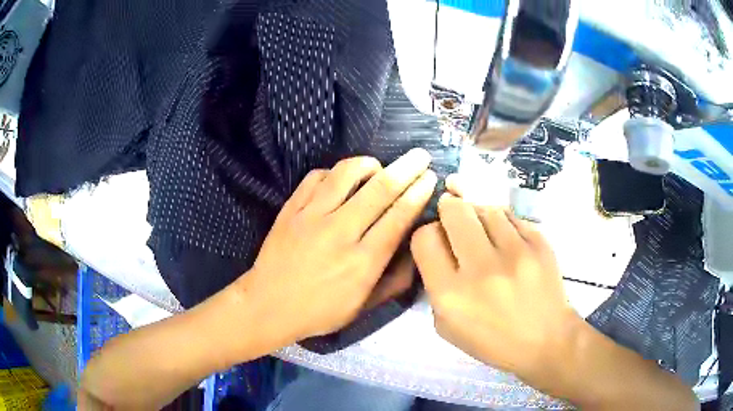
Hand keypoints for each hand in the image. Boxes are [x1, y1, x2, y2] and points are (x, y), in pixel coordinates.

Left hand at [243, 149, 436, 342]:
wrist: (268, 305)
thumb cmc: (319, 312)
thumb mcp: (362, 307)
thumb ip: (393, 281)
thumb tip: (414, 253)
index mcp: (362, 261)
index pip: (398, 217)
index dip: (418, 193)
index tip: (430, 178)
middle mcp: (340, 232)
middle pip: (380, 189)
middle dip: (407, 168)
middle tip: (421, 155)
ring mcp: (311, 216)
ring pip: (346, 174)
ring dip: (369, 163)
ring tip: (378, 166)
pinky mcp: (291, 209)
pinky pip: (315, 177)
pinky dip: (333, 172)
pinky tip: (339, 180)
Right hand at [410, 175, 580, 384]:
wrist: (546, 340)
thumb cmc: (493, 341)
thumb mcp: (447, 327)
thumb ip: (435, 286)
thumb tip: (440, 248)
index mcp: (452, 295)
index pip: (425, 238)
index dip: (427, 235)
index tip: (438, 241)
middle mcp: (481, 269)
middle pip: (454, 211)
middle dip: (449, 212)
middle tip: (457, 223)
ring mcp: (515, 252)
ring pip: (485, 208)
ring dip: (479, 217)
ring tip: (486, 235)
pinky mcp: (539, 243)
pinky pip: (511, 216)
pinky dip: (503, 224)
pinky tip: (507, 241)